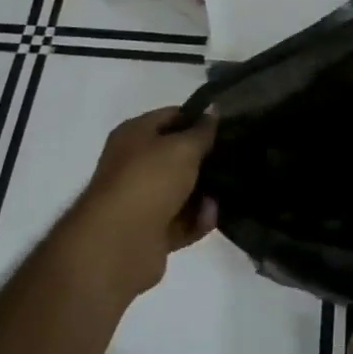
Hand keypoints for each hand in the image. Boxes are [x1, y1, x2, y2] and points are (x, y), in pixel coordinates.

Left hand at [70, 108, 218, 297]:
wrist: (118, 244)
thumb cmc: (149, 181)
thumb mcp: (183, 147)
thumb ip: (203, 130)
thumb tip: (214, 109)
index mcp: (134, 135)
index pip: (171, 117)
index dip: (199, 119)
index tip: (227, 125)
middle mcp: (133, 165)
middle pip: (177, 156)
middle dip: (204, 159)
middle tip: (234, 157)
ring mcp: (140, 201)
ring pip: (181, 191)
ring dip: (204, 194)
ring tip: (226, 192)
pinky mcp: (149, 233)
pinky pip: (181, 222)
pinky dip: (197, 220)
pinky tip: (211, 217)